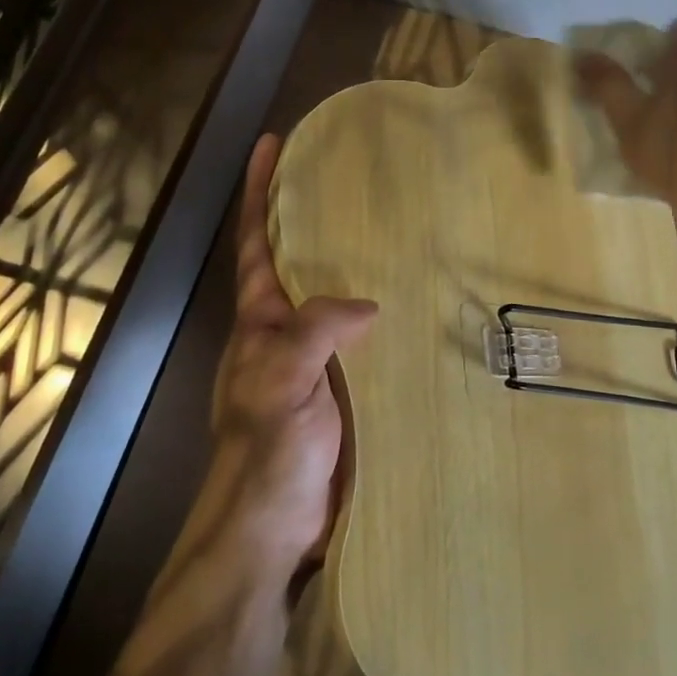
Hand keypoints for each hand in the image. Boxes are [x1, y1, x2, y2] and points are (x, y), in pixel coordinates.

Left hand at [205, 134, 377, 576]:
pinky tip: (420, 304)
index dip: (260, 191)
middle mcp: (285, 331)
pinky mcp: (345, 389)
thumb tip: (369, 305)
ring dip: (358, 264)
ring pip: (337, 298)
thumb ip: (316, 332)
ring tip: (399, 228)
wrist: (273, 532)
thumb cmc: (266, 452)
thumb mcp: (283, 381)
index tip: (271, 143)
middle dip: (314, 216)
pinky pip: (367, 338)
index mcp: (261, 320)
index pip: (256, 242)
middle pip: (299, 261)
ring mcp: (316, 361)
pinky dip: (386, 314)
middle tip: (354, 177)